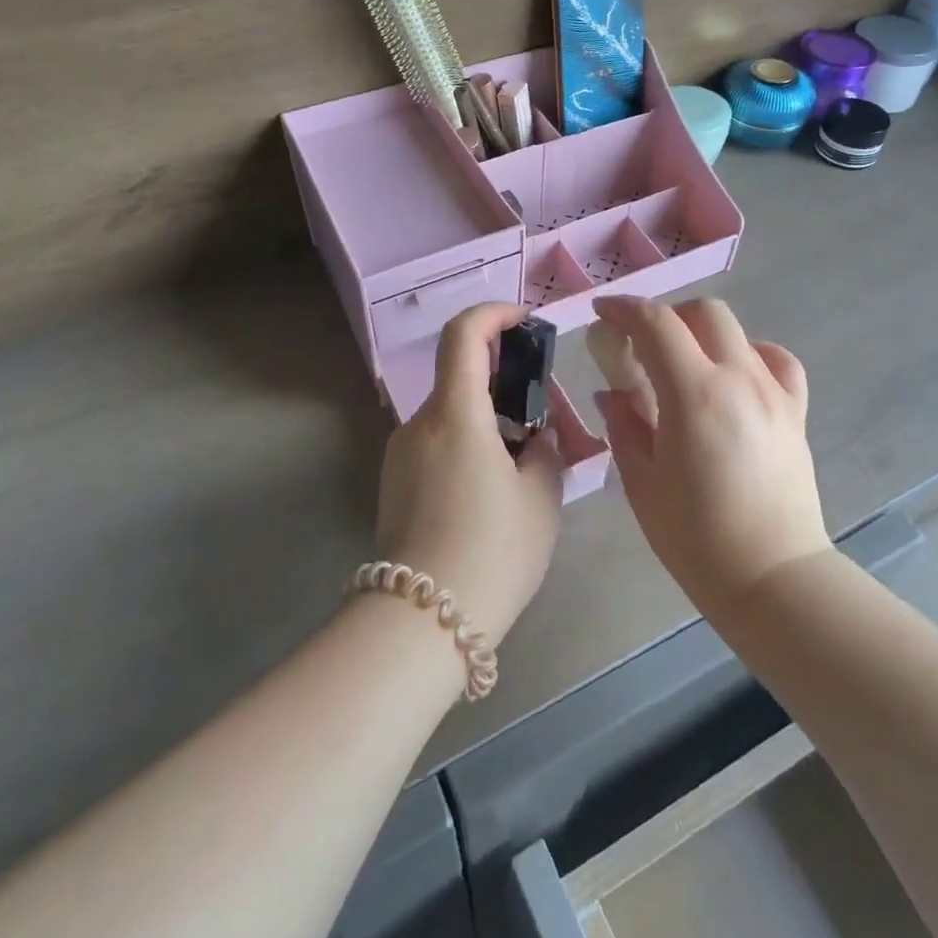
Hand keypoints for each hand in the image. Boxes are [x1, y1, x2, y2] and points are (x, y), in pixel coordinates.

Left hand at [374, 303, 564, 644]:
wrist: (421, 624)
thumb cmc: (492, 551)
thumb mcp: (541, 498)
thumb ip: (544, 451)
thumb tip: (534, 436)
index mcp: (455, 413)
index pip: (463, 333)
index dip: (494, 314)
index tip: (524, 322)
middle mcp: (419, 423)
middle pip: (459, 376)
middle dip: (502, 379)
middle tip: (541, 410)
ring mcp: (400, 454)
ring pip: (450, 414)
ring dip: (486, 418)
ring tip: (523, 461)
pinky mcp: (394, 483)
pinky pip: (436, 444)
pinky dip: (467, 444)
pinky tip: (491, 490)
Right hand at [590, 296, 830, 613]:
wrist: (772, 578)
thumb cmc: (696, 538)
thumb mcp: (641, 482)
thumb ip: (624, 425)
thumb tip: (612, 392)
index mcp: (694, 394)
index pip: (656, 324)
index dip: (624, 309)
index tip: (602, 313)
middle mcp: (738, 379)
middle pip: (703, 312)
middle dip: (666, 316)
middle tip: (643, 344)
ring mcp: (773, 392)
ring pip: (738, 331)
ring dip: (703, 333)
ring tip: (685, 364)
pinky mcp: (796, 412)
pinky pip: (777, 361)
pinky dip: (751, 355)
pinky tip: (735, 377)